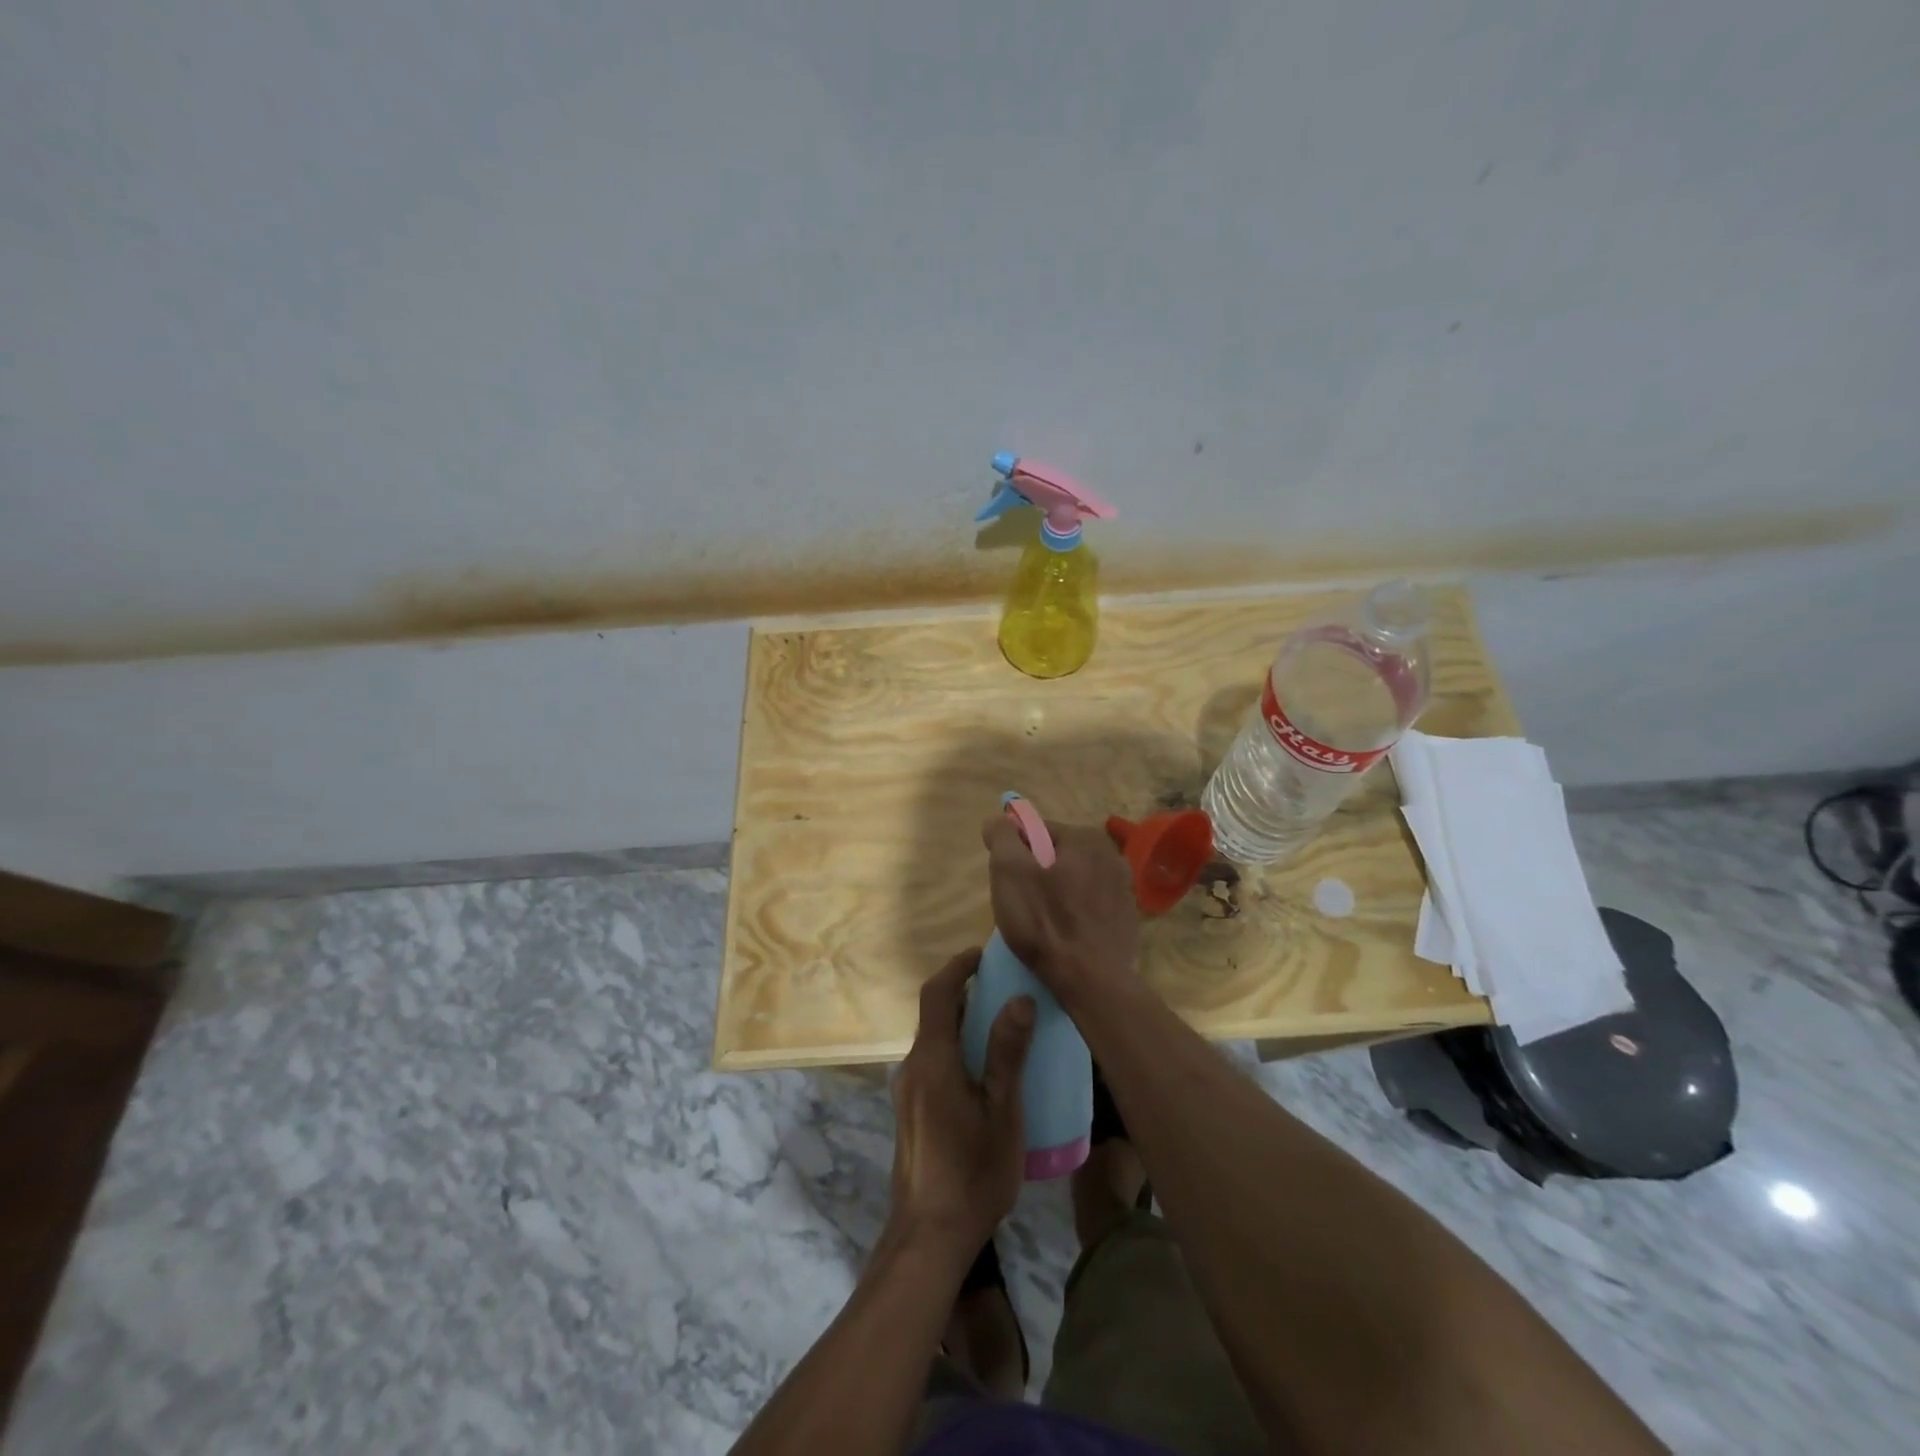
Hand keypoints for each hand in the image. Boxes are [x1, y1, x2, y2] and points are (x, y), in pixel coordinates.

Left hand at [887, 948, 1034, 1262]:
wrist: (928, 1237)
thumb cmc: (972, 1173)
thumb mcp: (1002, 1114)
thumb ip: (1008, 1054)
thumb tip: (1020, 998)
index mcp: (933, 1060)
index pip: (937, 994)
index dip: (958, 967)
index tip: (984, 955)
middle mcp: (913, 1067)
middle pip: (935, 1014)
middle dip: (965, 993)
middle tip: (1005, 988)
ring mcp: (907, 1091)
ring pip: (934, 1040)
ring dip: (962, 1023)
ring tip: (1002, 1027)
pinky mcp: (911, 1111)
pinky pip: (933, 1063)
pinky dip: (956, 1048)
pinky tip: (985, 1072)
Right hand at [980, 815, 1140, 1005]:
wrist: (1092, 982)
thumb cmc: (1046, 923)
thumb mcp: (1009, 872)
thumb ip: (1001, 836)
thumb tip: (998, 819)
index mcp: (1086, 837)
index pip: (1037, 831)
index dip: (1015, 854)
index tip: (1009, 883)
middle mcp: (1112, 855)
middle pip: (1057, 856)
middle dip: (1037, 875)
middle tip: (1022, 905)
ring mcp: (1125, 888)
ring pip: (1075, 882)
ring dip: (1057, 895)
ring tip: (1042, 926)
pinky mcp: (1128, 919)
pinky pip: (1091, 906)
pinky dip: (1076, 915)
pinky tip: (1065, 937)